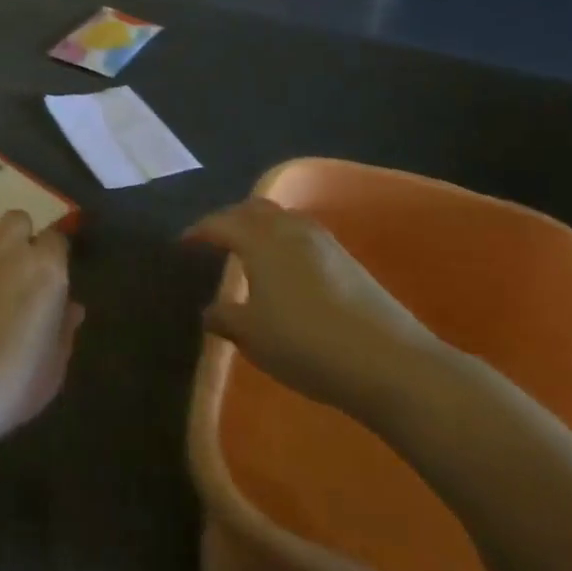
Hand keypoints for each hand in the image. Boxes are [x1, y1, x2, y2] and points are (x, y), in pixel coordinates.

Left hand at [0, 212, 82, 490]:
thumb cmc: (5, 390)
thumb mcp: (50, 372)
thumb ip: (64, 332)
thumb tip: (71, 307)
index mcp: (46, 271)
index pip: (56, 240)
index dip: (51, 256)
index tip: (46, 278)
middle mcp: (8, 249)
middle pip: (17, 219)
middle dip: (18, 237)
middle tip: (12, 269)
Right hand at [184, 197, 446, 422]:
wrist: (388, 361)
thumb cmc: (305, 343)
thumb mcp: (253, 336)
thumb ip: (225, 317)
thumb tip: (209, 310)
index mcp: (260, 241)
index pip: (221, 224)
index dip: (199, 231)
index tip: (183, 242)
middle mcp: (290, 230)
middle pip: (254, 209)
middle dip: (230, 218)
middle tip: (214, 238)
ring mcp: (324, 242)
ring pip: (283, 219)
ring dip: (261, 227)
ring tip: (249, 249)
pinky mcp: (348, 260)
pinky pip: (303, 235)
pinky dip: (284, 240)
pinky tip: (285, 268)